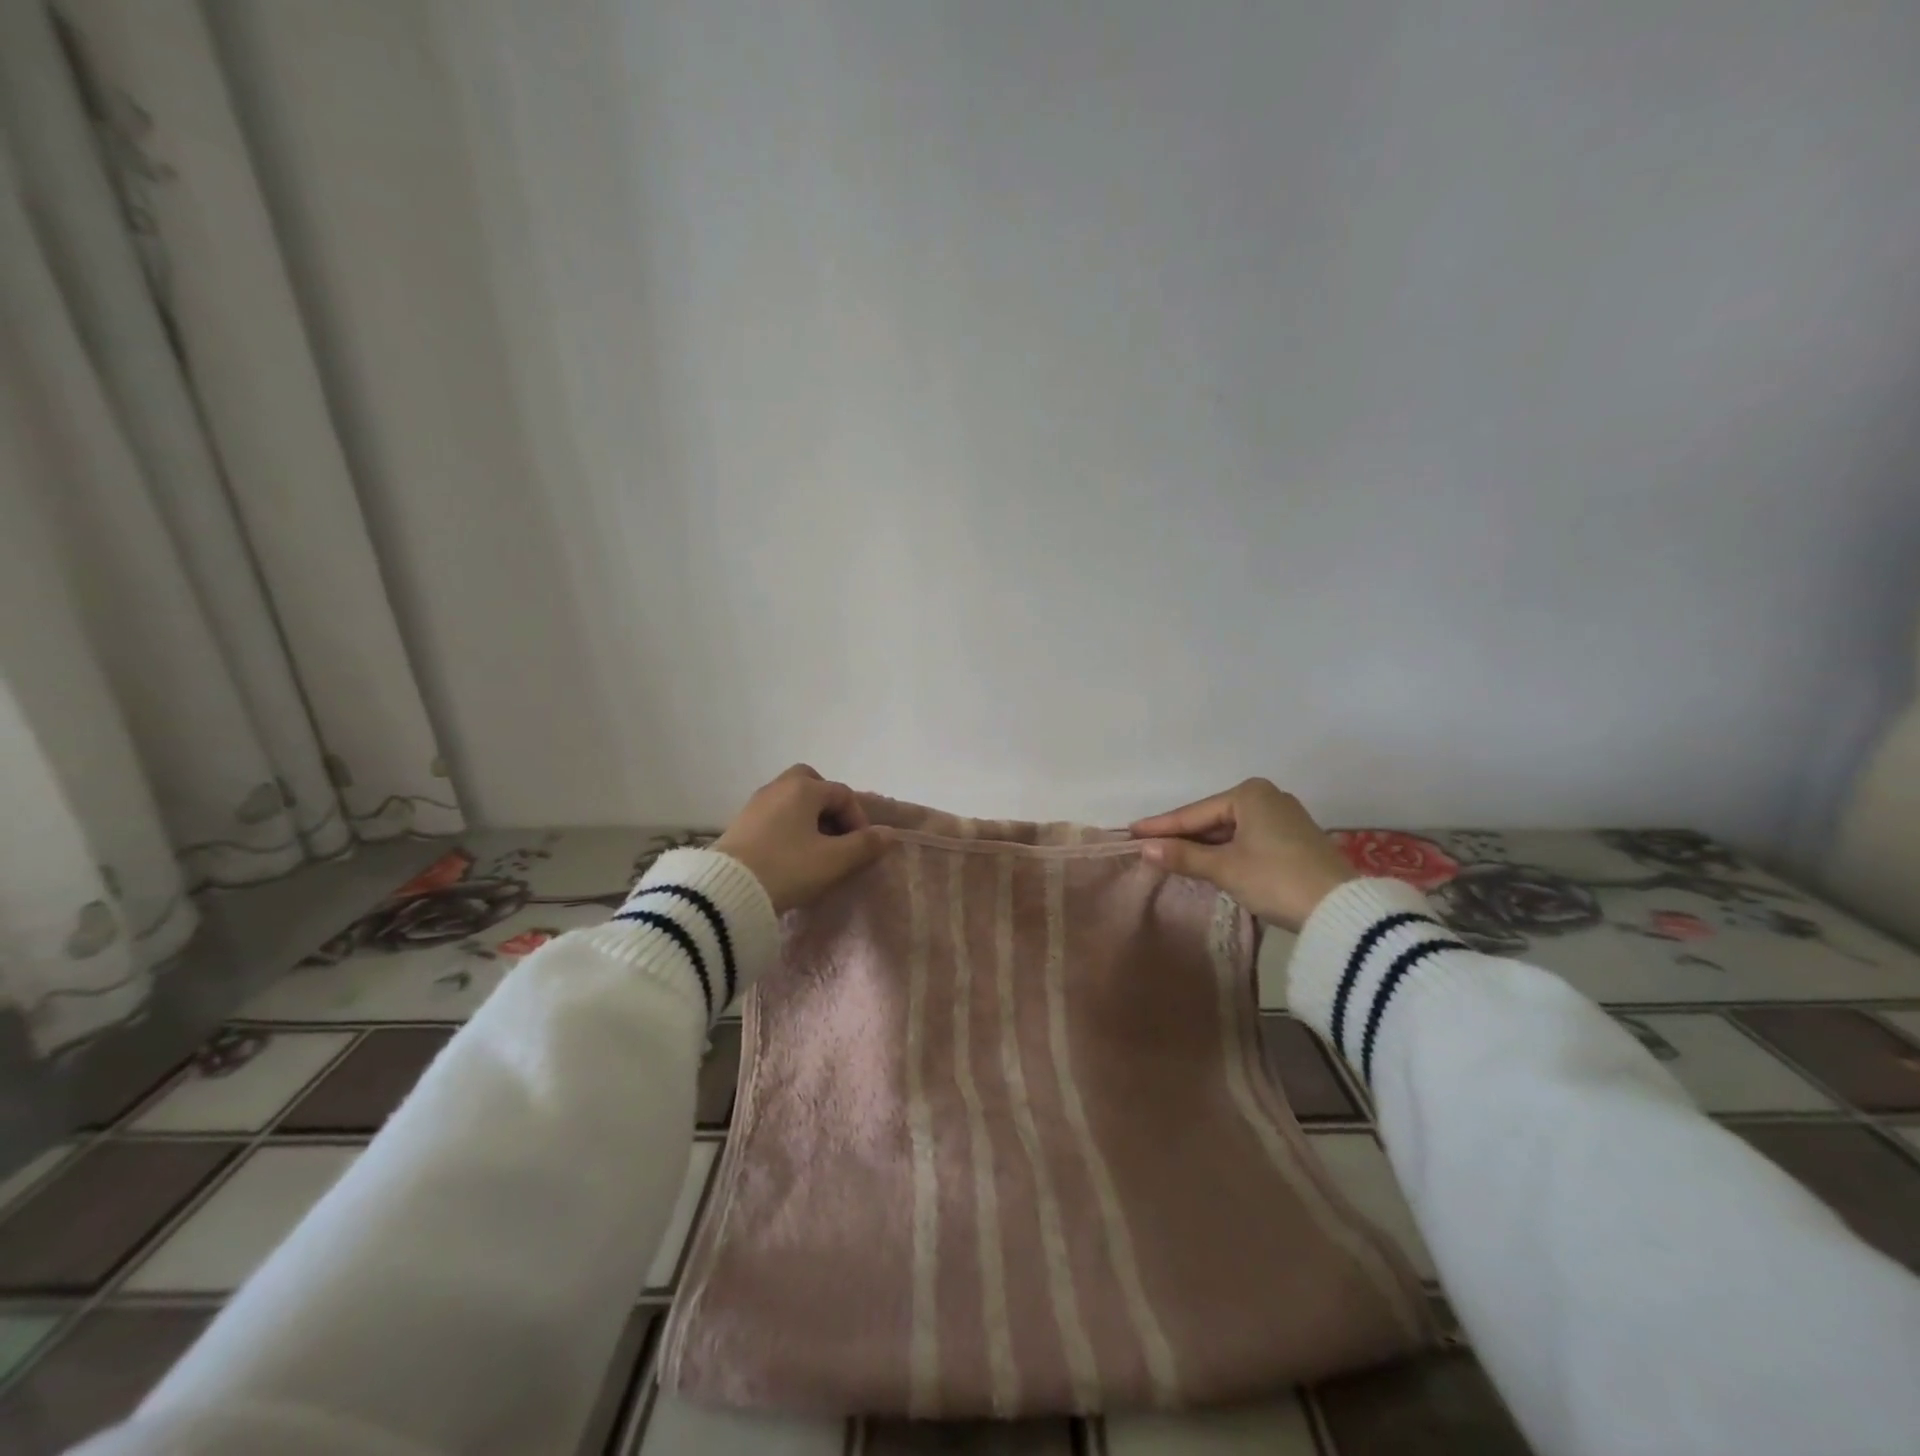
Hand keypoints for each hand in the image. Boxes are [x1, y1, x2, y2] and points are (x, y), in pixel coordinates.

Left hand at [714, 765, 891, 913]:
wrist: (726, 892)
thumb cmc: (787, 869)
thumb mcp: (833, 861)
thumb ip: (864, 845)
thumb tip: (888, 834)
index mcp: (803, 788)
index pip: (842, 794)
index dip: (858, 820)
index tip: (861, 849)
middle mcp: (778, 787)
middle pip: (812, 783)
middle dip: (830, 807)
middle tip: (837, 836)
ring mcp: (756, 804)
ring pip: (792, 800)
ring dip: (809, 819)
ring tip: (816, 851)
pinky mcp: (740, 824)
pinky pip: (775, 815)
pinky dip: (789, 828)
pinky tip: (791, 856)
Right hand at [1129, 779, 1357, 931]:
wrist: (1341, 910)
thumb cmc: (1276, 878)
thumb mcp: (1225, 868)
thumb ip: (1183, 856)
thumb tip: (1145, 848)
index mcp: (1249, 794)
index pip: (1194, 813)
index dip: (1162, 826)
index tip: (1132, 831)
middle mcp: (1268, 797)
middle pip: (1213, 819)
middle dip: (1184, 836)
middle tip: (1150, 846)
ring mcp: (1285, 818)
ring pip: (1232, 831)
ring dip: (1205, 846)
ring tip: (1173, 856)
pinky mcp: (1296, 840)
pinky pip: (1249, 840)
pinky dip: (1228, 851)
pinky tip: (1211, 862)